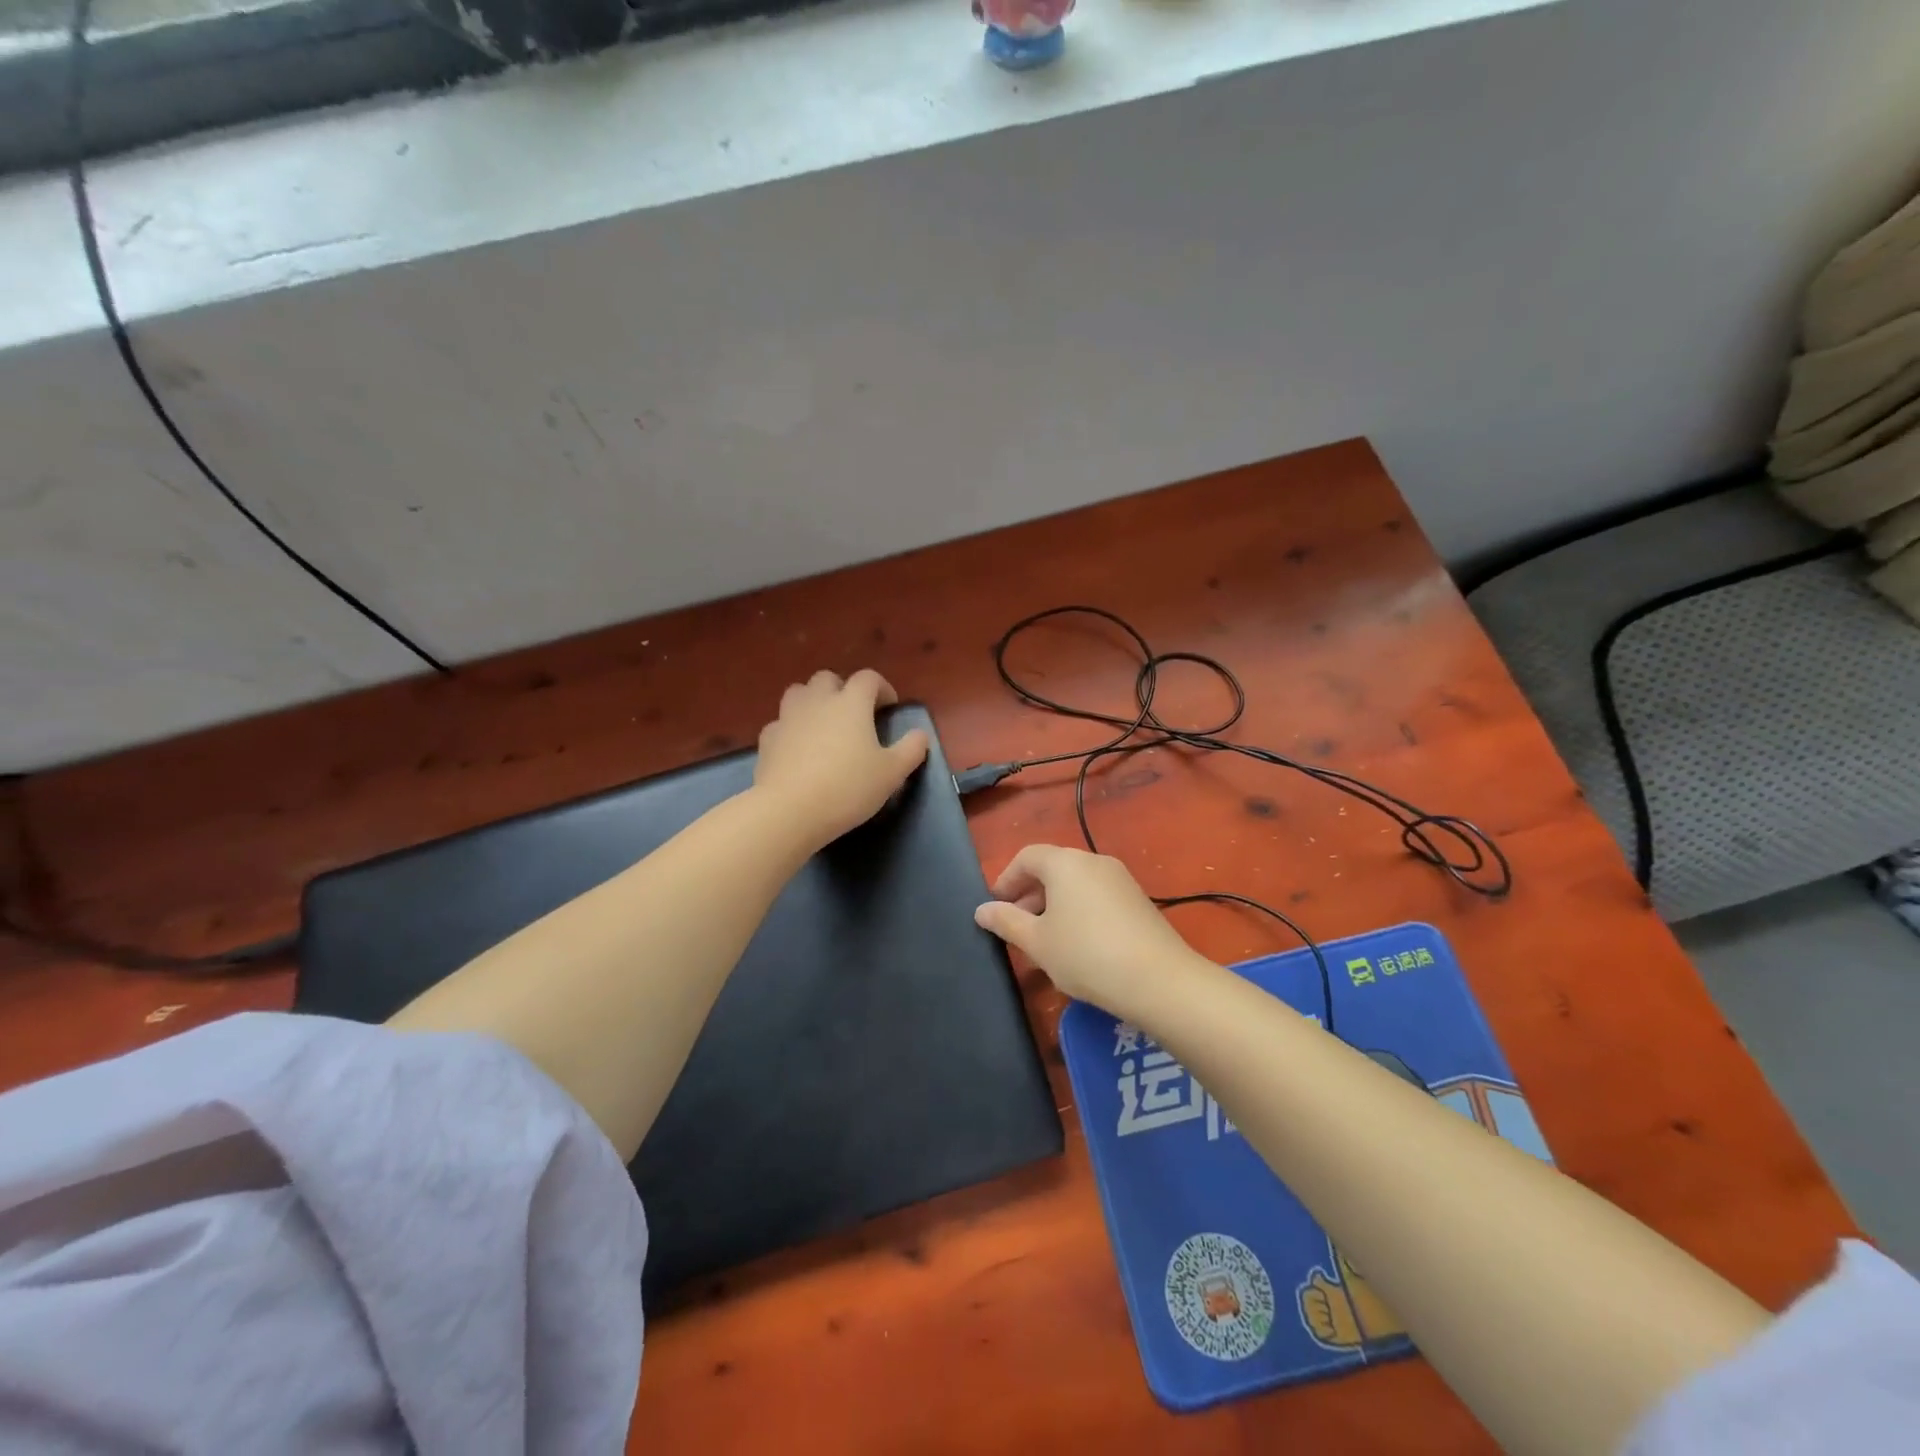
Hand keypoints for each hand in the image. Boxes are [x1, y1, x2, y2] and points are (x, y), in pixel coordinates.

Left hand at [753, 669, 929, 847]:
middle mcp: (818, 701)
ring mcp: (788, 717)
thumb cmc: (848, 788)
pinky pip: (781, 723)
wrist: (790, 811)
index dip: (882, 688)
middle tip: (854, 716)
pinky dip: (791, 729)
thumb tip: (920, 735)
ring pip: (799, 693)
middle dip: (843, 690)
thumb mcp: (892, 773)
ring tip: (823, 726)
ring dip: (813, 702)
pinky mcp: (767, 739)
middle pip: (828, 679)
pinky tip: (798, 749)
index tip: (888, 708)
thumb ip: (911, 749)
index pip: (869, 678)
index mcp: (851, 703)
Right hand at [973, 844, 1206, 1014]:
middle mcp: (1093, 861)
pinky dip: (1078, 910)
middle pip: (1052, 867)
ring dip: (1053, 904)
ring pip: (1076, 883)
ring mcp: (1120, 879)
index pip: (1026, 857)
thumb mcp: (1037, 942)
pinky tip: (1077, 944)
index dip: (1006, 880)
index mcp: (1065, 862)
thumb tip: (982, 910)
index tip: (995, 908)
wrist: (1159, 980)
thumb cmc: (1085, 955)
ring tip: (1044, 940)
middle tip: (1016, 926)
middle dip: (1029, 894)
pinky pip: (1096, 895)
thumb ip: (1006, 921)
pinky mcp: (1138, 899)